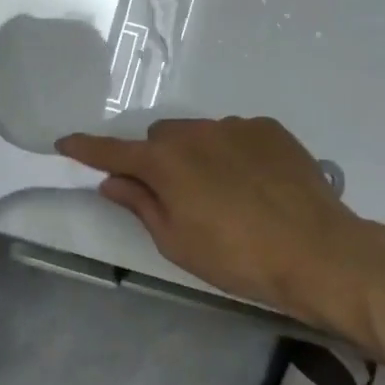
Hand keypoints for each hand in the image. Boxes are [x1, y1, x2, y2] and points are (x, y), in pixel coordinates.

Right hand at [56, 117, 384, 340]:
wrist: (319, 252)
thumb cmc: (237, 258)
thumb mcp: (177, 243)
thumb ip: (141, 205)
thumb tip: (114, 181)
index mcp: (166, 162)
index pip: (113, 151)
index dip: (87, 149)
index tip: (65, 143)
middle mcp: (195, 132)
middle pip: (160, 138)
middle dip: (157, 160)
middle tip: (172, 194)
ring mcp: (235, 126)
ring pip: (199, 134)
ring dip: (197, 155)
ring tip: (223, 193)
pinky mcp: (269, 129)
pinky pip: (235, 134)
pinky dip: (232, 153)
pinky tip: (254, 184)